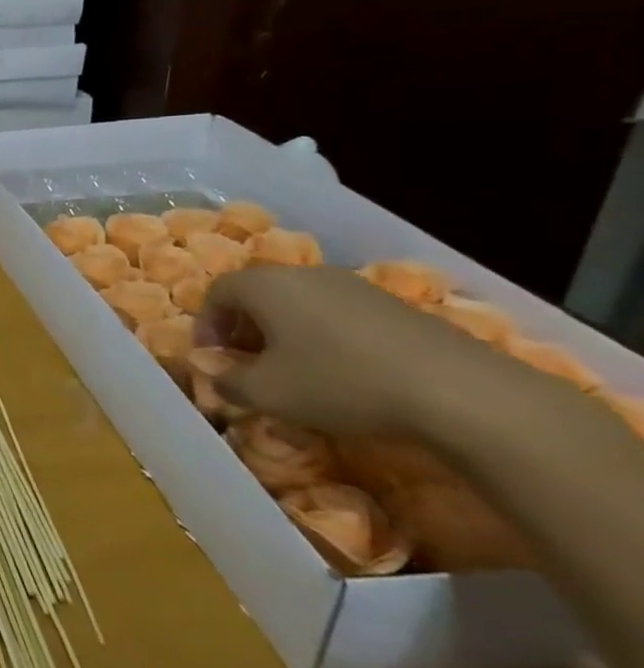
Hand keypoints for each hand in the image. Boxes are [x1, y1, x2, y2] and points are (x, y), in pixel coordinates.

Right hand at [195, 265, 497, 436]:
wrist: (461, 392)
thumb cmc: (340, 383)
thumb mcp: (267, 393)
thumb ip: (228, 382)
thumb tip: (215, 375)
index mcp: (264, 284)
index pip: (216, 292)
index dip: (206, 326)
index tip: (213, 360)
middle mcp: (304, 273)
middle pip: (258, 294)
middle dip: (244, 329)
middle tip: (248, 365)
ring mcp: (354, 285)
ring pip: (299, 303)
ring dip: (285, 332)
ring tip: (295, 371)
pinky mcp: (394, 305)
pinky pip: (338, 314)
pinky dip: (325, 337)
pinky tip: (343, 372)